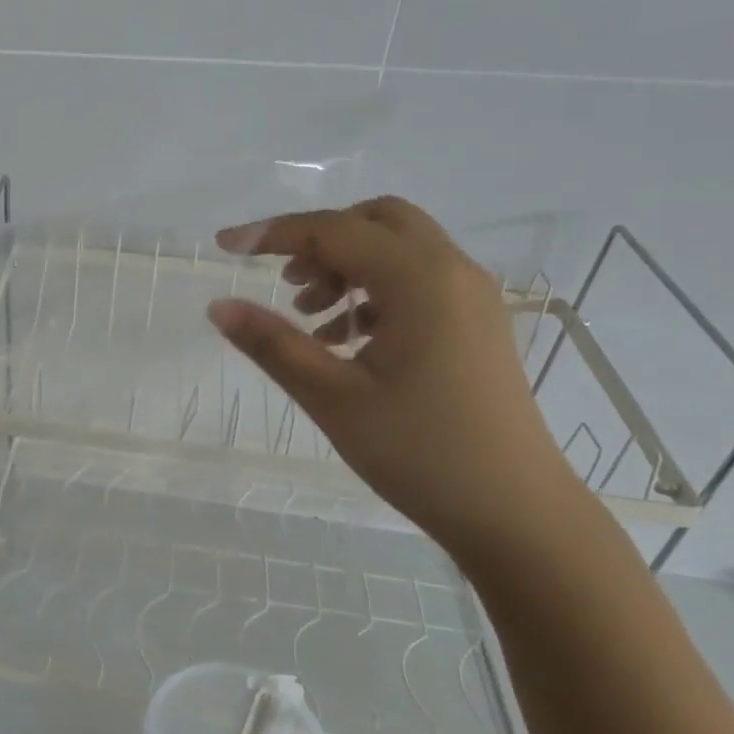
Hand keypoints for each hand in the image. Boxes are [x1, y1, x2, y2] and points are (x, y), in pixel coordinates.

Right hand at [208, 196, 584, 556]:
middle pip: (376, 220)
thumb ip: (272, 343)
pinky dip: (373, 290)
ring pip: (399, 249)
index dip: (272, 233)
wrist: (514, 512)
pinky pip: (417, 281)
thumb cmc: (418, 451)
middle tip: (285, 282)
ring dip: (347, 265)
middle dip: (320, 239)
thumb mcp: (331, 396)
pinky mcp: (476, 324)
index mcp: (419, 279)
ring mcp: (471, 297)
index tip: (224, 246)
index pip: (333, 229)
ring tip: (310, 317)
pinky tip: (346, 339)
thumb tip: (218, 306)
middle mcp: (452, 271)